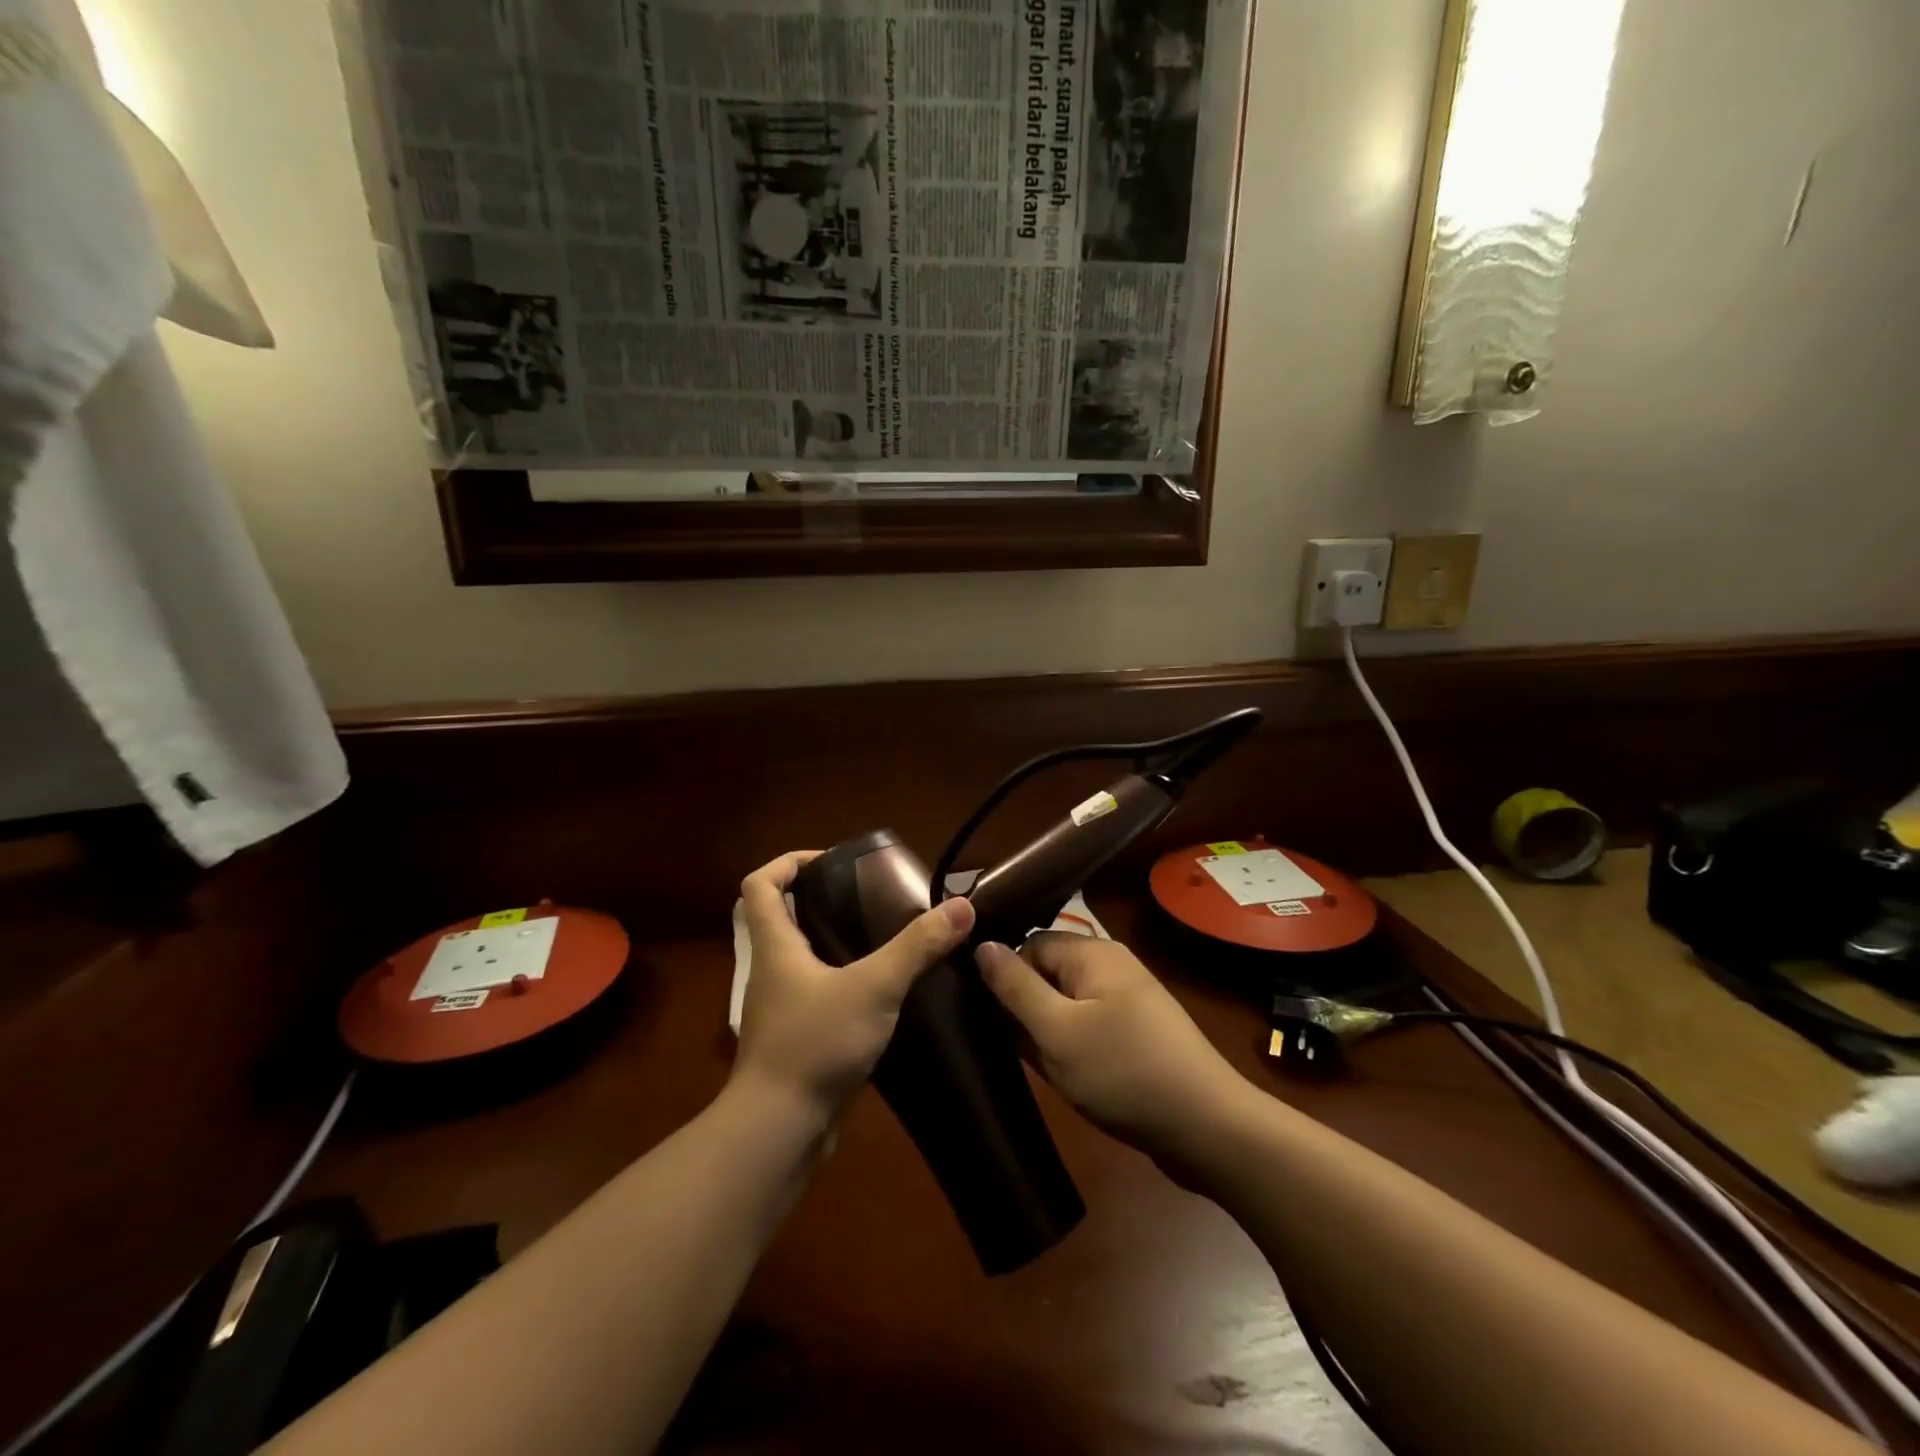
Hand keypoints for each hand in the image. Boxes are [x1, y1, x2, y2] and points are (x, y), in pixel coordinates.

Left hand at [733, 851, 975, 1124]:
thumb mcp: (874, 987)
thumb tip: (961, 906)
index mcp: (776, 946)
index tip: (829, 863)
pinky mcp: (797, 1040)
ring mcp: (781, 1009)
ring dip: (834, 944)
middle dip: (819, 901)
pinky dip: (842, 985)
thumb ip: (917, 947)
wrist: (779, 1131)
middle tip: (868, 899)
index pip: (760, 885)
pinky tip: (881, 995)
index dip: (787, 863)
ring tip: (882, 941)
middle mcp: (772, 971)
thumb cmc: (814, 1044)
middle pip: (782, 919)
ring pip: (802, 961)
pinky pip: (817, 996)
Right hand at [976, 933, 1243, 1164]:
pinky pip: (1088, 1028)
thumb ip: (1015, 987)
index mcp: (1093, 953)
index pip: (1030, 944)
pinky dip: (1070, 1048)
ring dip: (1046, 1033)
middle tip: (1004, 1044)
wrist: (1208, 1128)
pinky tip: (1061, 1076)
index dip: (1005, 975)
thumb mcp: (1057, 1031)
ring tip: (1032, 1064)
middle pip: (1048, 974)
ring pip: (1065, 1006)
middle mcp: (1110, 968)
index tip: (983, 1012)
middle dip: (1025, 1008)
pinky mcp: (1135, 1035)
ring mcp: (1126, 1003)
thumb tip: (982, 945)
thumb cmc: (1124, 1072)